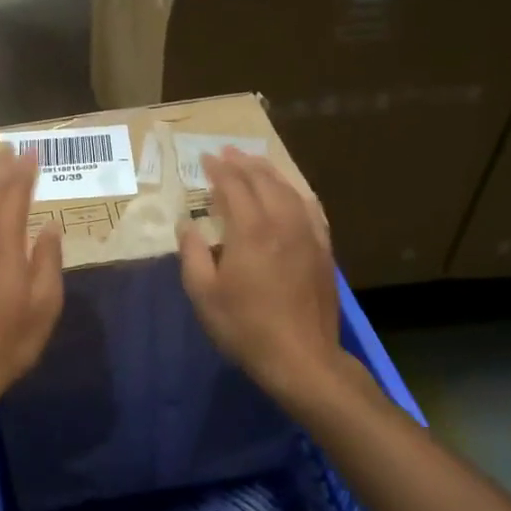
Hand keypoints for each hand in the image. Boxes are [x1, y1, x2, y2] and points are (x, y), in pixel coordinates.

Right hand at [177, 150, 348, 408]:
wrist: (302, 358)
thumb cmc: (245, 327)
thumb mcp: (204, 294)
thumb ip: (193, 253)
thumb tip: (186, 223)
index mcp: (250, 230)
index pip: (233, 186)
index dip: (218, 169)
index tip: (204, 158)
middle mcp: (282, 222)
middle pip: (263, 181)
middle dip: (243, 163)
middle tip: (227, 152)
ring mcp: (308, 235)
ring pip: (289, 190)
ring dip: (270, 172)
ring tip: (255, 162)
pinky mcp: (324, 250)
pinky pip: (311, 209)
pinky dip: (297, 193)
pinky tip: (293, 192)